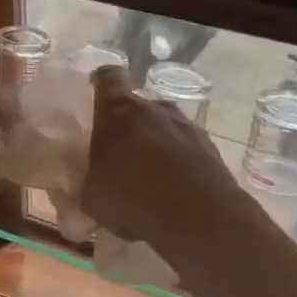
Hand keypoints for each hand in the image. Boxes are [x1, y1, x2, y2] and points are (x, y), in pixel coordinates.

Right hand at [81, 66, 244, 251]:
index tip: (95, 89)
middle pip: (137, 104)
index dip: (101, 80)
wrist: (201, 219)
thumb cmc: (134, 198)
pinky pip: (186, 146)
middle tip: (118, 151)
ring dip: (155, 141)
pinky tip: (173, 187)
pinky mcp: (210, 148)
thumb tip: (86, 177)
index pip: (109, 77)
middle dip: (127, 123)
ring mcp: (186, 126)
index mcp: (119, 112)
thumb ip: (86, 178)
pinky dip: (178, 160)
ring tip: (148, 172)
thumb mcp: (91, 195)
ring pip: (164, 125)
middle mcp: (154, 109)